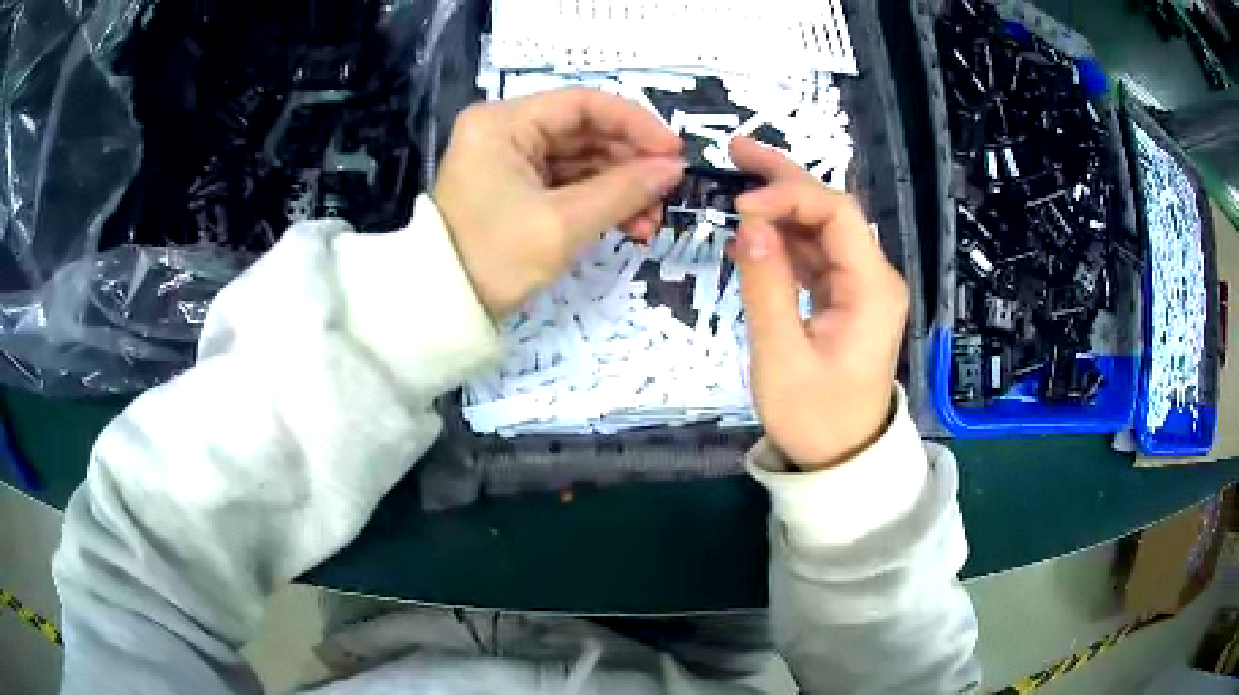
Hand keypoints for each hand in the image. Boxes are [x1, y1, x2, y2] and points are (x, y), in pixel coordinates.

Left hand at [433, 88, 683, 318]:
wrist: (442, 312)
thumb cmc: (494, 259)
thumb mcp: (562, 224)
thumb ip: (623, 190)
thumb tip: (674, 169)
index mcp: (504, 123)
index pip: (583, 104)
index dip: (635, 124)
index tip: (674, 153)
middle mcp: (505, 131)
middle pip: (584, 132)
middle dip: (630, 165)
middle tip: (666, 195)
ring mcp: (509, 161)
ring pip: (581, 160)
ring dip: (620, 188)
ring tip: (651, 223)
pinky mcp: (514, 189)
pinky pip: (567, 184)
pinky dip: (598, 202)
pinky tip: (630, 225)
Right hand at [730, 137, 907, 469]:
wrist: (842, 460)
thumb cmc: (816, 419)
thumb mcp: (782, 358)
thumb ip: (767, 288)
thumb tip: (749, 226)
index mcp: (872, 288)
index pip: (836, 213)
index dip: (788, 195)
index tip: (742, 207)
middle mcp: (873, 277)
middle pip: (832, 210)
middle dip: (786, 178)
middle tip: (737, 151)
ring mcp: (860, 287)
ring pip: (821, 229)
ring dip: (781, 204)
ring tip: (737, 181)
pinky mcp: (845, 299)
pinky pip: (815, 257)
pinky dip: (784, 241)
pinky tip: (753, 233)